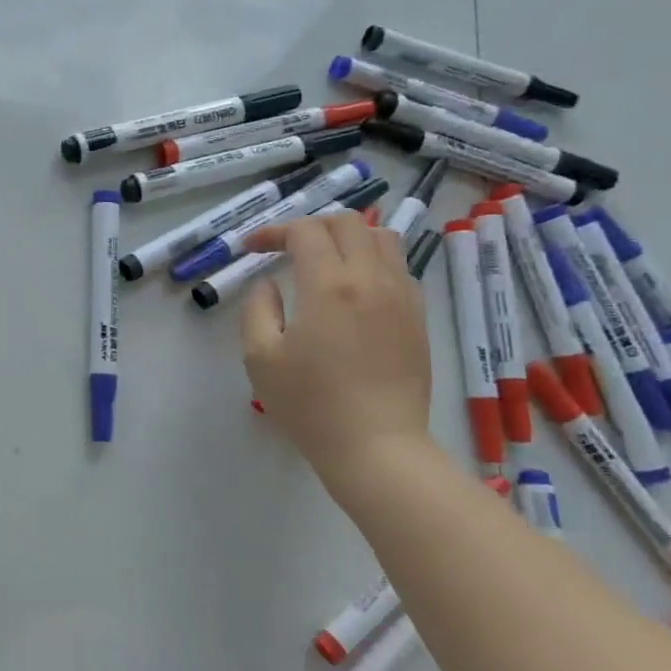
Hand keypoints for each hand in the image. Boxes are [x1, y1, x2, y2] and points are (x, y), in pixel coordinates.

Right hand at [239, 211, 431, 493]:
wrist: (377, 447)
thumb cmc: (310, 404)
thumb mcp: (260, 357)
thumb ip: (257, 308)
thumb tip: (270, 284)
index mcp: (329, 285)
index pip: (304, 231)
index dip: (273, 231)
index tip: (252, 248)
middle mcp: (371, 279)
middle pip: (347, 223)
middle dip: (310, 226)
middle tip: (285, 248)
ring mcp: (401, 296)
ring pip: (382, 238)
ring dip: (348, 237)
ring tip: (324, 259)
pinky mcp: (417, 317)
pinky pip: (399, 267)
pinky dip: (372, 260)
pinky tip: (353, 287)